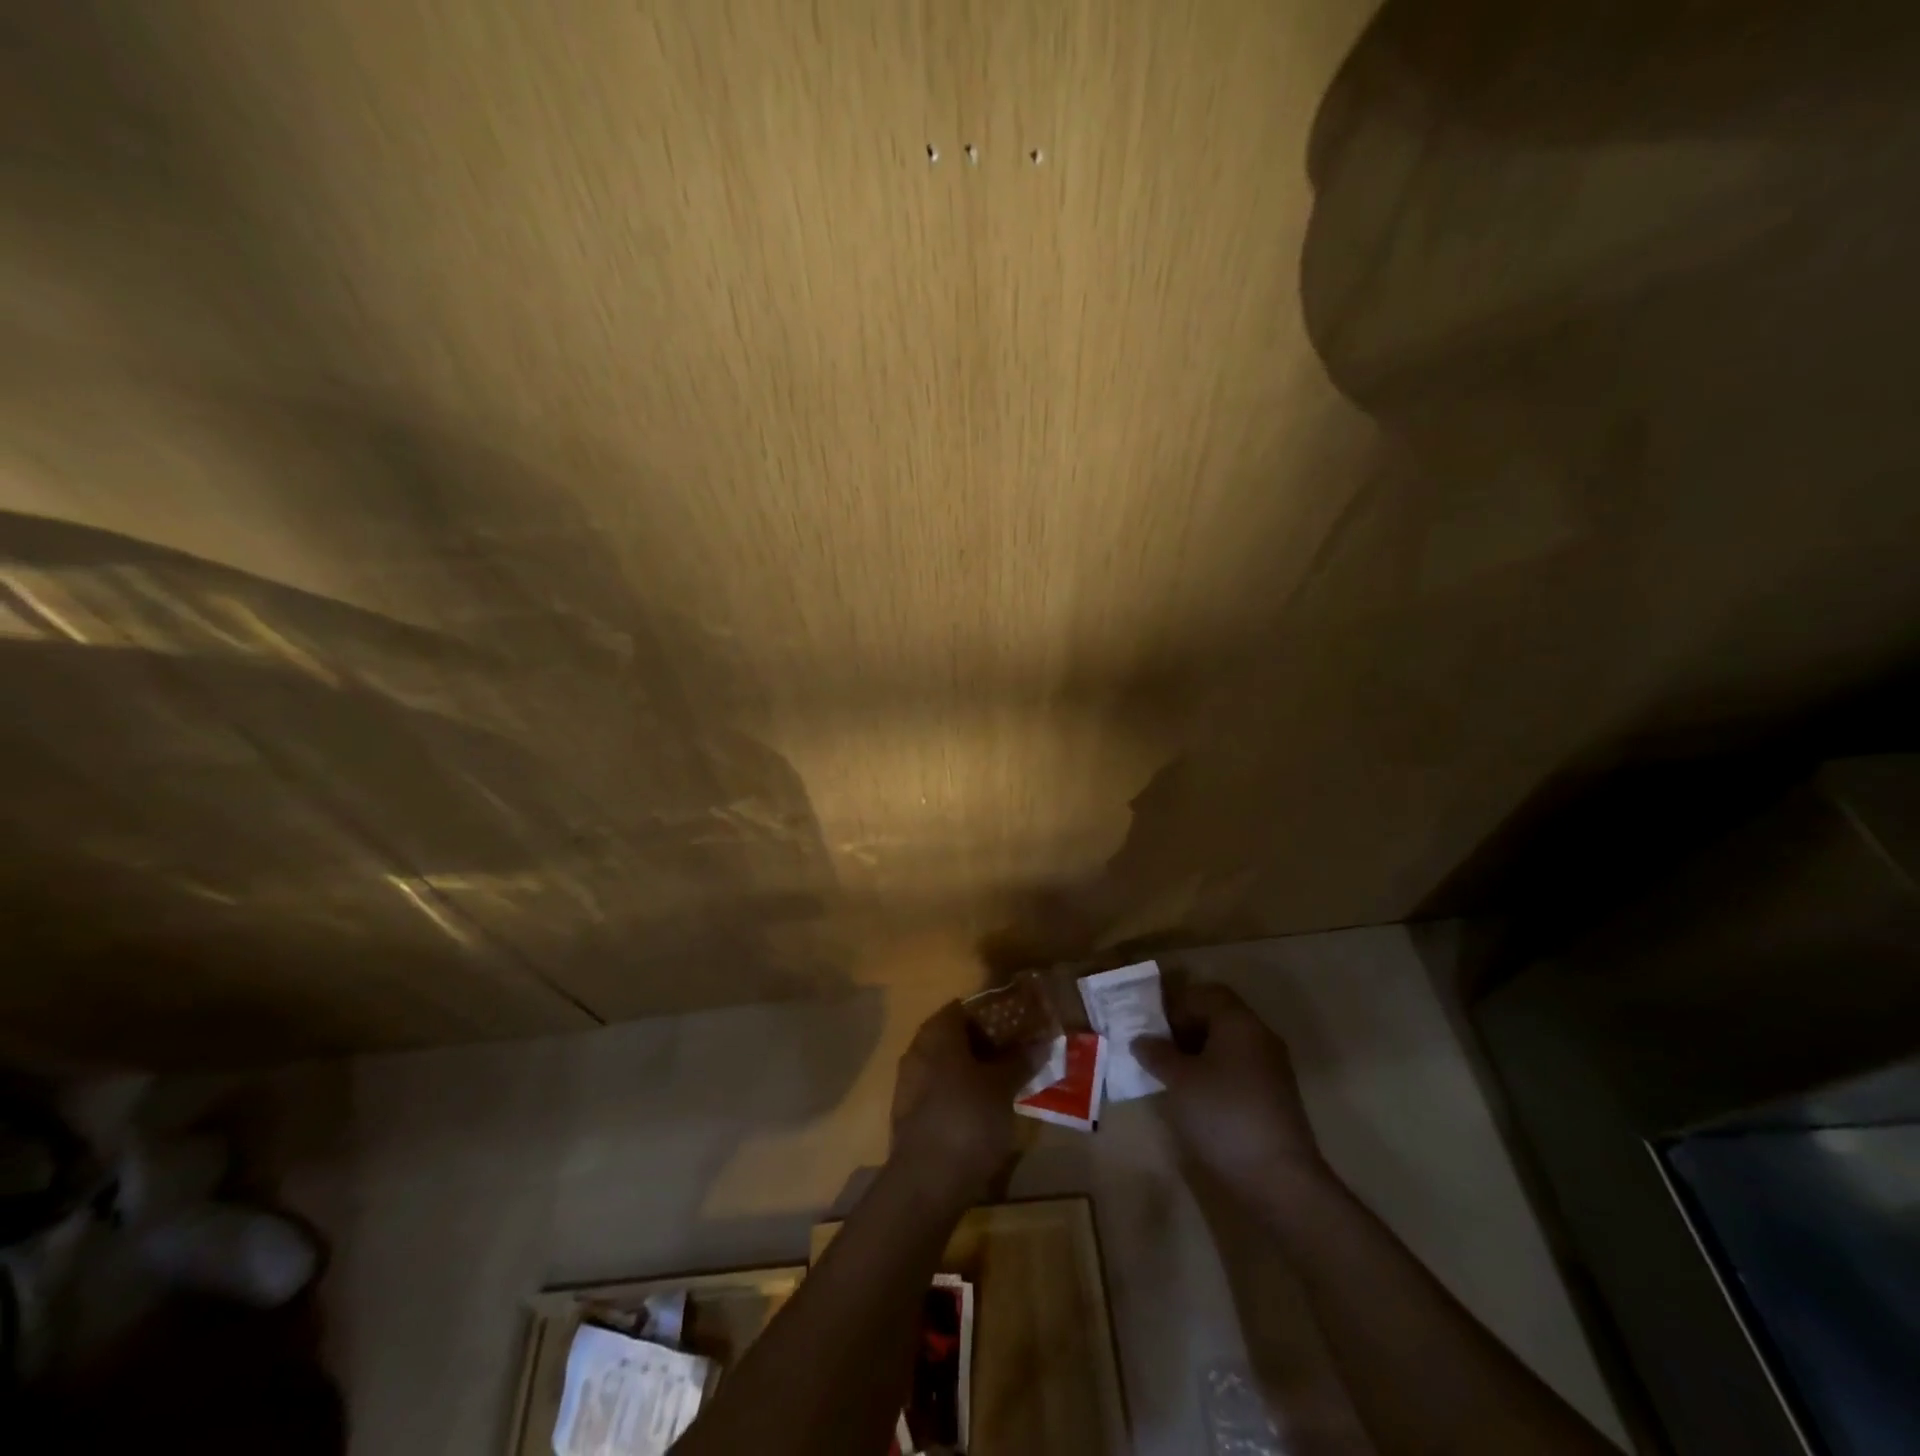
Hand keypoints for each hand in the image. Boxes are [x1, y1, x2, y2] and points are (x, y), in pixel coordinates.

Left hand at [889, 1001, 1032, 1201]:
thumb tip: (1039, 1042)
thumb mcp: (1002, 1088)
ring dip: (970, 1070)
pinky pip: (937, 1091)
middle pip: (952, 1037)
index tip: (1015, 1027)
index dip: (989, 1015)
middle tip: (1014, 1056)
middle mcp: (917, 1050)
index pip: (962, 1009)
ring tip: (1003, 1084)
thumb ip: (1019, 1061)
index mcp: (937, 1034)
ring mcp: (909, 1084)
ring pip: (945, 1065)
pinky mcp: (908, 1115)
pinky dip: (958, 1093)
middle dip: (982, 1044)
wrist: (927, 1182)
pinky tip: (981, 1111)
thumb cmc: (968, 1119)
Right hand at [1133, 983, 1325, 1195]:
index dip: (1177, 1005)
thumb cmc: (1223, 1114)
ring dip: (1199, 1053)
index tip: (1154, 1029)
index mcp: (1239, 1022)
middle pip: (1219, 1017)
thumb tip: (1141, 1040)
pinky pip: (1239, 1069)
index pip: (1206, 994)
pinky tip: (1198, 1099)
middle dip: (1186, 1029)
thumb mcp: (1180, 1081)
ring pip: (1229, 1045)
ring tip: (1173, 1077)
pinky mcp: (1275, 1097)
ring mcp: (1272, 1068)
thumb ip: (1158, 1054)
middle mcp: (1260, 1036)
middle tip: (1158, 1051)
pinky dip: (1216, 1074)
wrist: (1279, 1178)